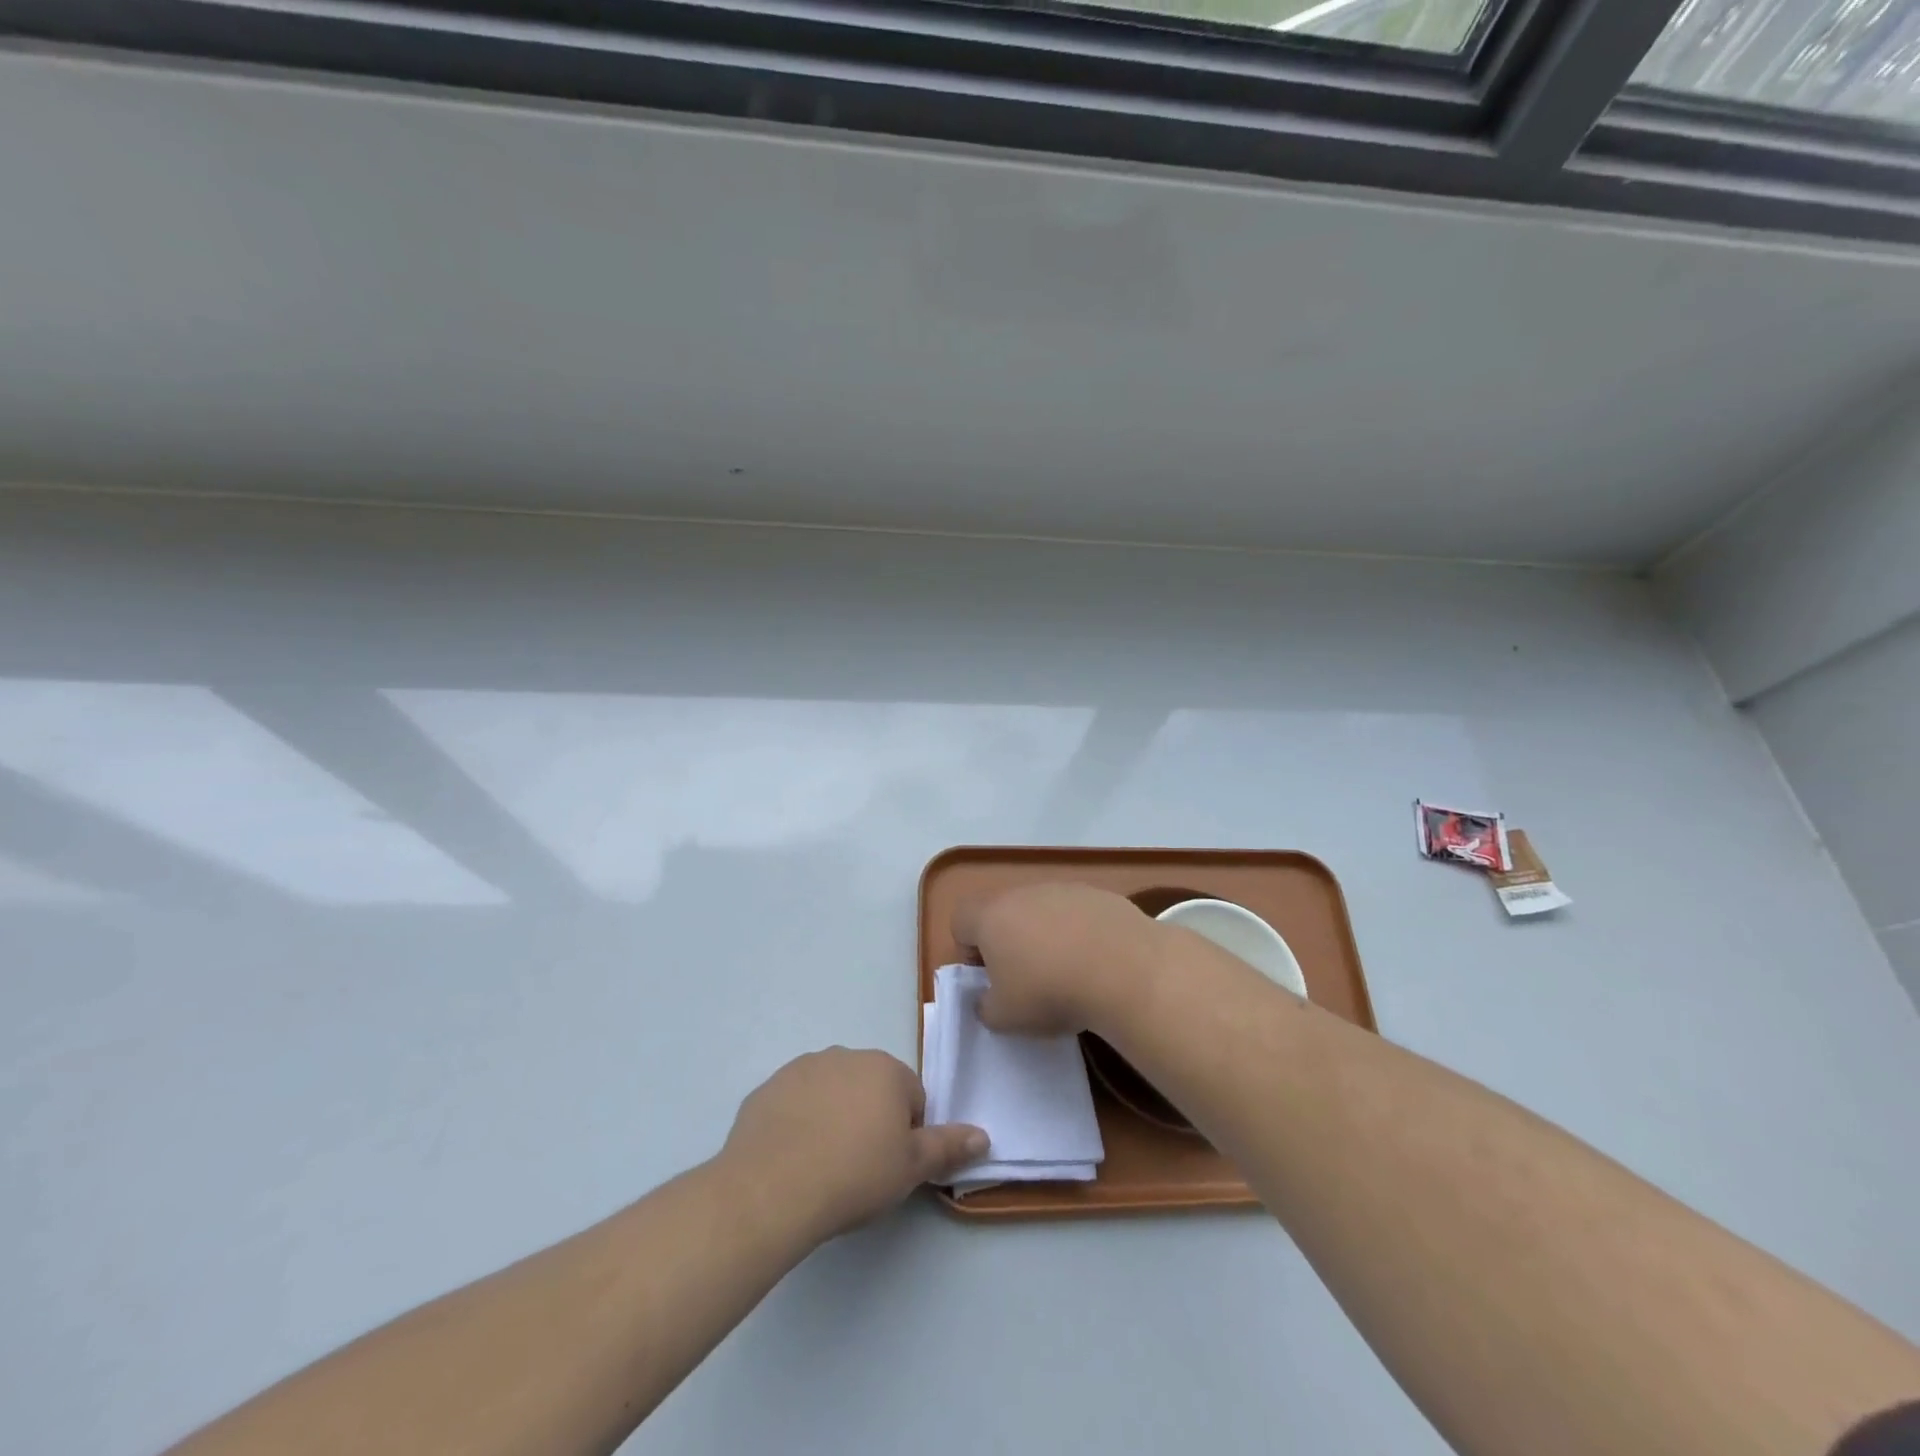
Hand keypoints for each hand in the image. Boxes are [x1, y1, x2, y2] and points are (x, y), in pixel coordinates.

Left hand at [721, 1048, 986, 1241]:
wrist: (772, 1188)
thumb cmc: (854, 1174)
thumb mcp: (911, 1167)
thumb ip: (948, 1146)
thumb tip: (983, 1134)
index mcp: (885, 1068)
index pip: (911, 1098)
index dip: (906, 1135)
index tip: (890, 1166)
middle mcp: (846, 1055)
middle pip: (870, 1089)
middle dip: (870, 1120)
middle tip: (860, 1168)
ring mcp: (802, 1068)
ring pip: (831, 1093)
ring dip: (833, 1118)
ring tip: (823, 1165)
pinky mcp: (768, 1088)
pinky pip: (794, 1104)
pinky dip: (797, 1124)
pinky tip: (791, 1159)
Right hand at [952, 883, 1162, 1036]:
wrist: (1124, 969)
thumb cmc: (1050, 992)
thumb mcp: (1005, 1018)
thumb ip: (986, 1007)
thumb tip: (989, 999)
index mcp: (991, 917)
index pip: (960, 920)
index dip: (968, 949)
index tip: (989, 977)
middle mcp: (1023, 893)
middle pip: (1004, 912)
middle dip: (1010, 942)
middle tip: (1027, 979)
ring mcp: (1063, 890)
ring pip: (1042, 910)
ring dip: (1047, 936)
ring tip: (1068, 971)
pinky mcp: (1099, 895)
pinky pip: (1078, 913)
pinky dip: (1081, 933)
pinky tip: (1098, 962)